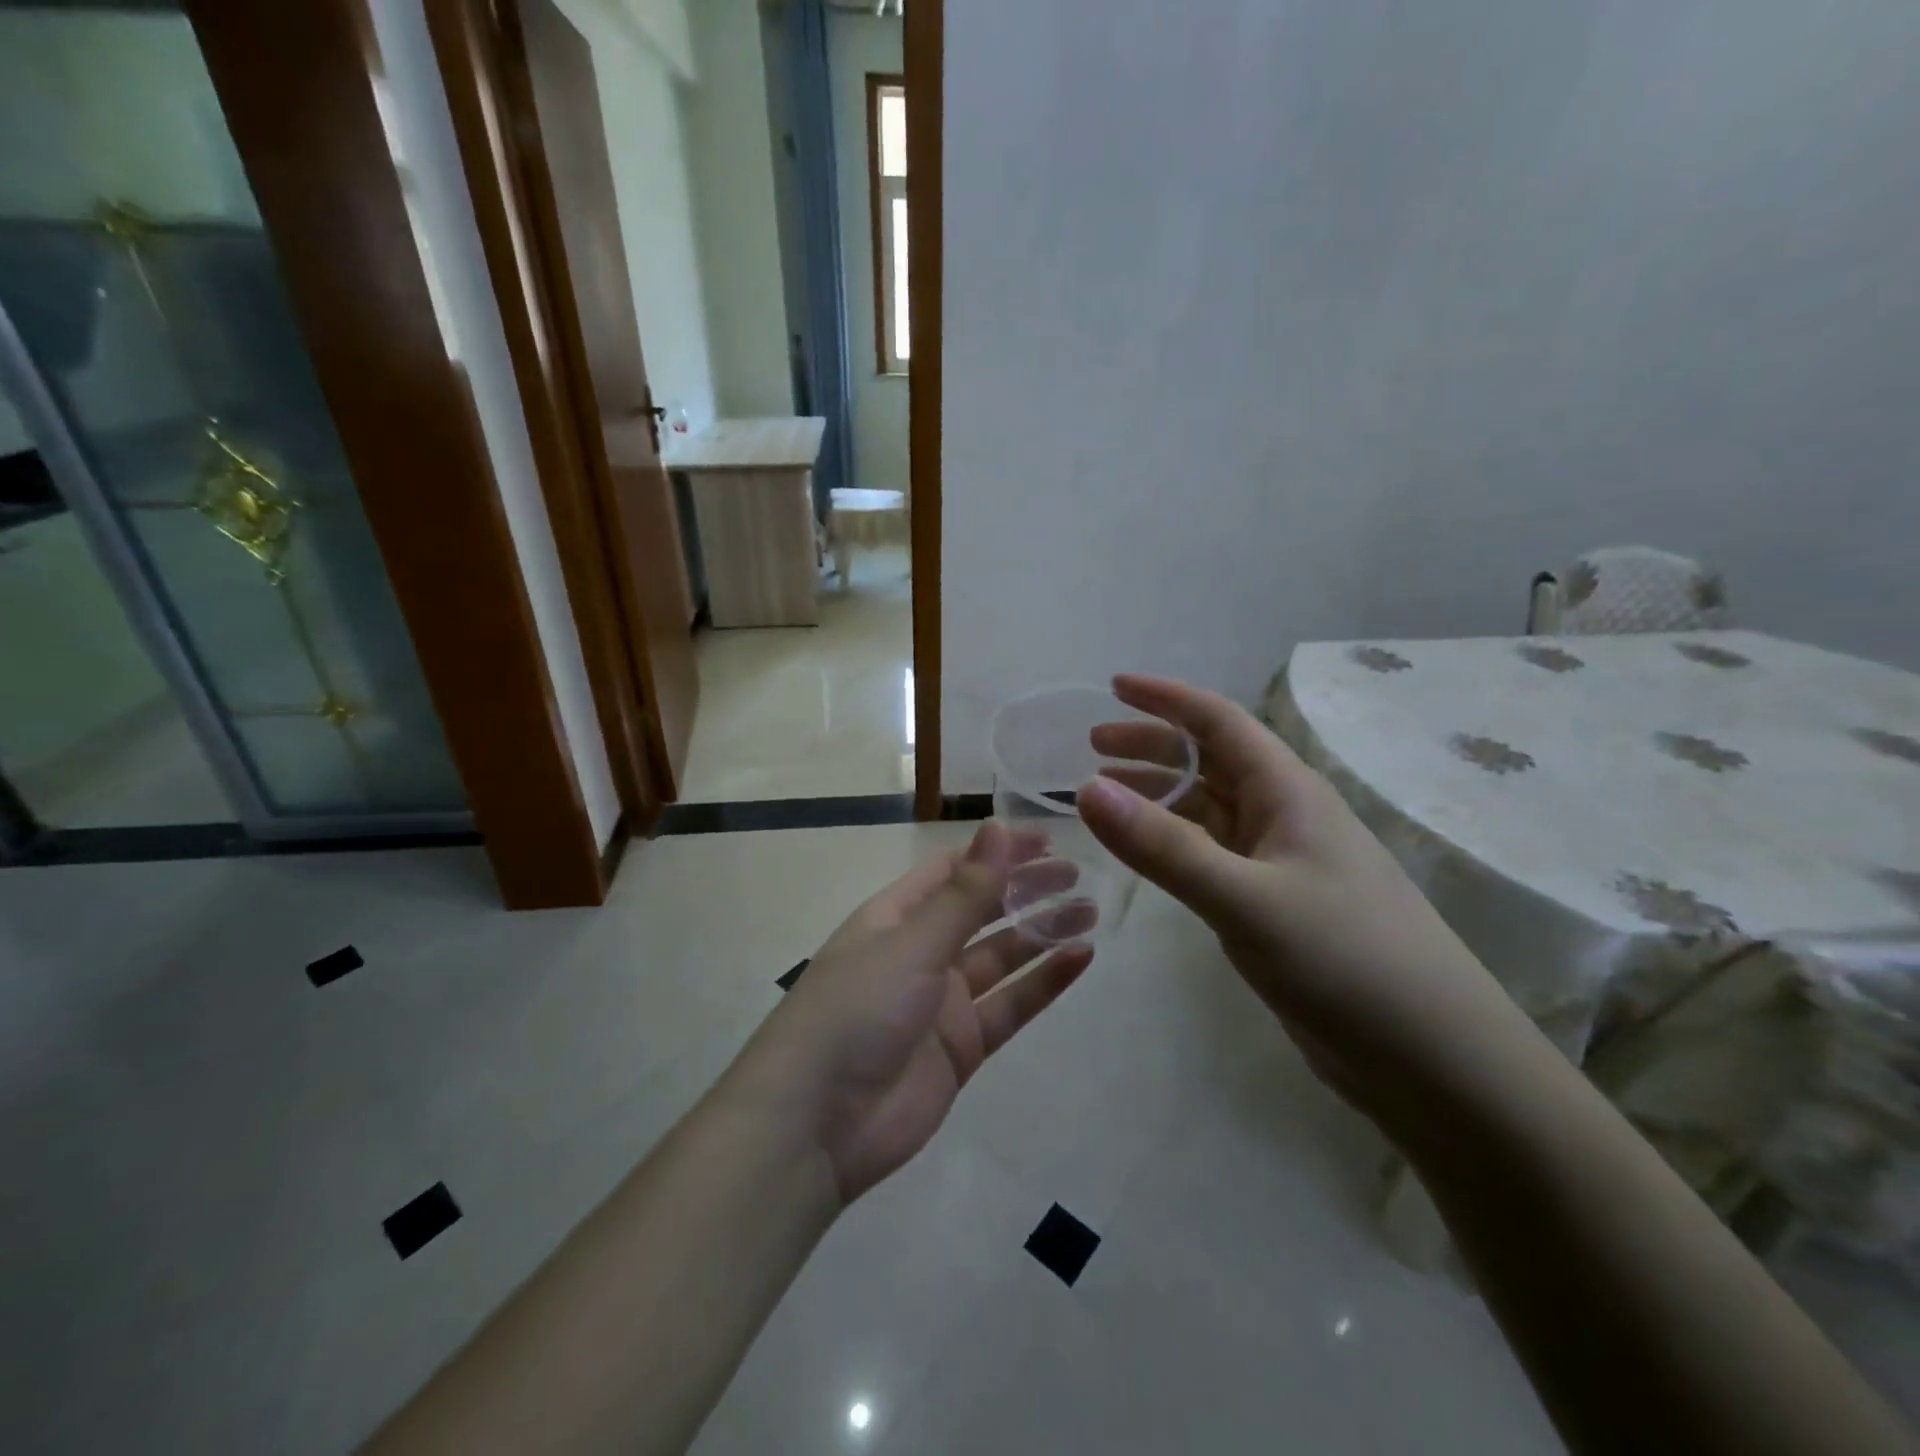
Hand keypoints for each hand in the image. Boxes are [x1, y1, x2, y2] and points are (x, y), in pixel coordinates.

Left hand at [725, 824, 1092, 1204]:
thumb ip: (964, 893)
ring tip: (1090, 912)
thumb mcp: (912, 943)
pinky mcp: (962, 1048)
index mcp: (895, 917)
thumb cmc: (856, 1011)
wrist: (817, 1125)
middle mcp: (919, 952)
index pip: (954, 871)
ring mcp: (942, 1002)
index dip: (998, 852)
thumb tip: (999, 827)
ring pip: (1002, 957)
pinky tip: (1080, 958)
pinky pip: (1011, 1006)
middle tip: (1077, 875)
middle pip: (981, 911)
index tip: (1049, 840)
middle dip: (1026, 890)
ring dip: (1042, 933)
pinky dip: (1044, 983)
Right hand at [1078, 674, 1534, 1143]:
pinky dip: (1172, 844)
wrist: (1433, 1060)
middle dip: (1151, 746)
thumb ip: (1164, 846)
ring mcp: (1280, 863)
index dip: (1165, 698)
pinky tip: (1146, 855)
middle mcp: (1284, 816)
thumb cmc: (1347, 961)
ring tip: (1103, 796)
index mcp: (1288, 792)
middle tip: (1091, 748)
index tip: (1112, 686)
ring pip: (1208, 810)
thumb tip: (1086, 789)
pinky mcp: (1274, 907)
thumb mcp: (1245, 899)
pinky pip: (1211, 856)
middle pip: (1208, 761)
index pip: (1218, 722)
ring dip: (1157, 796)